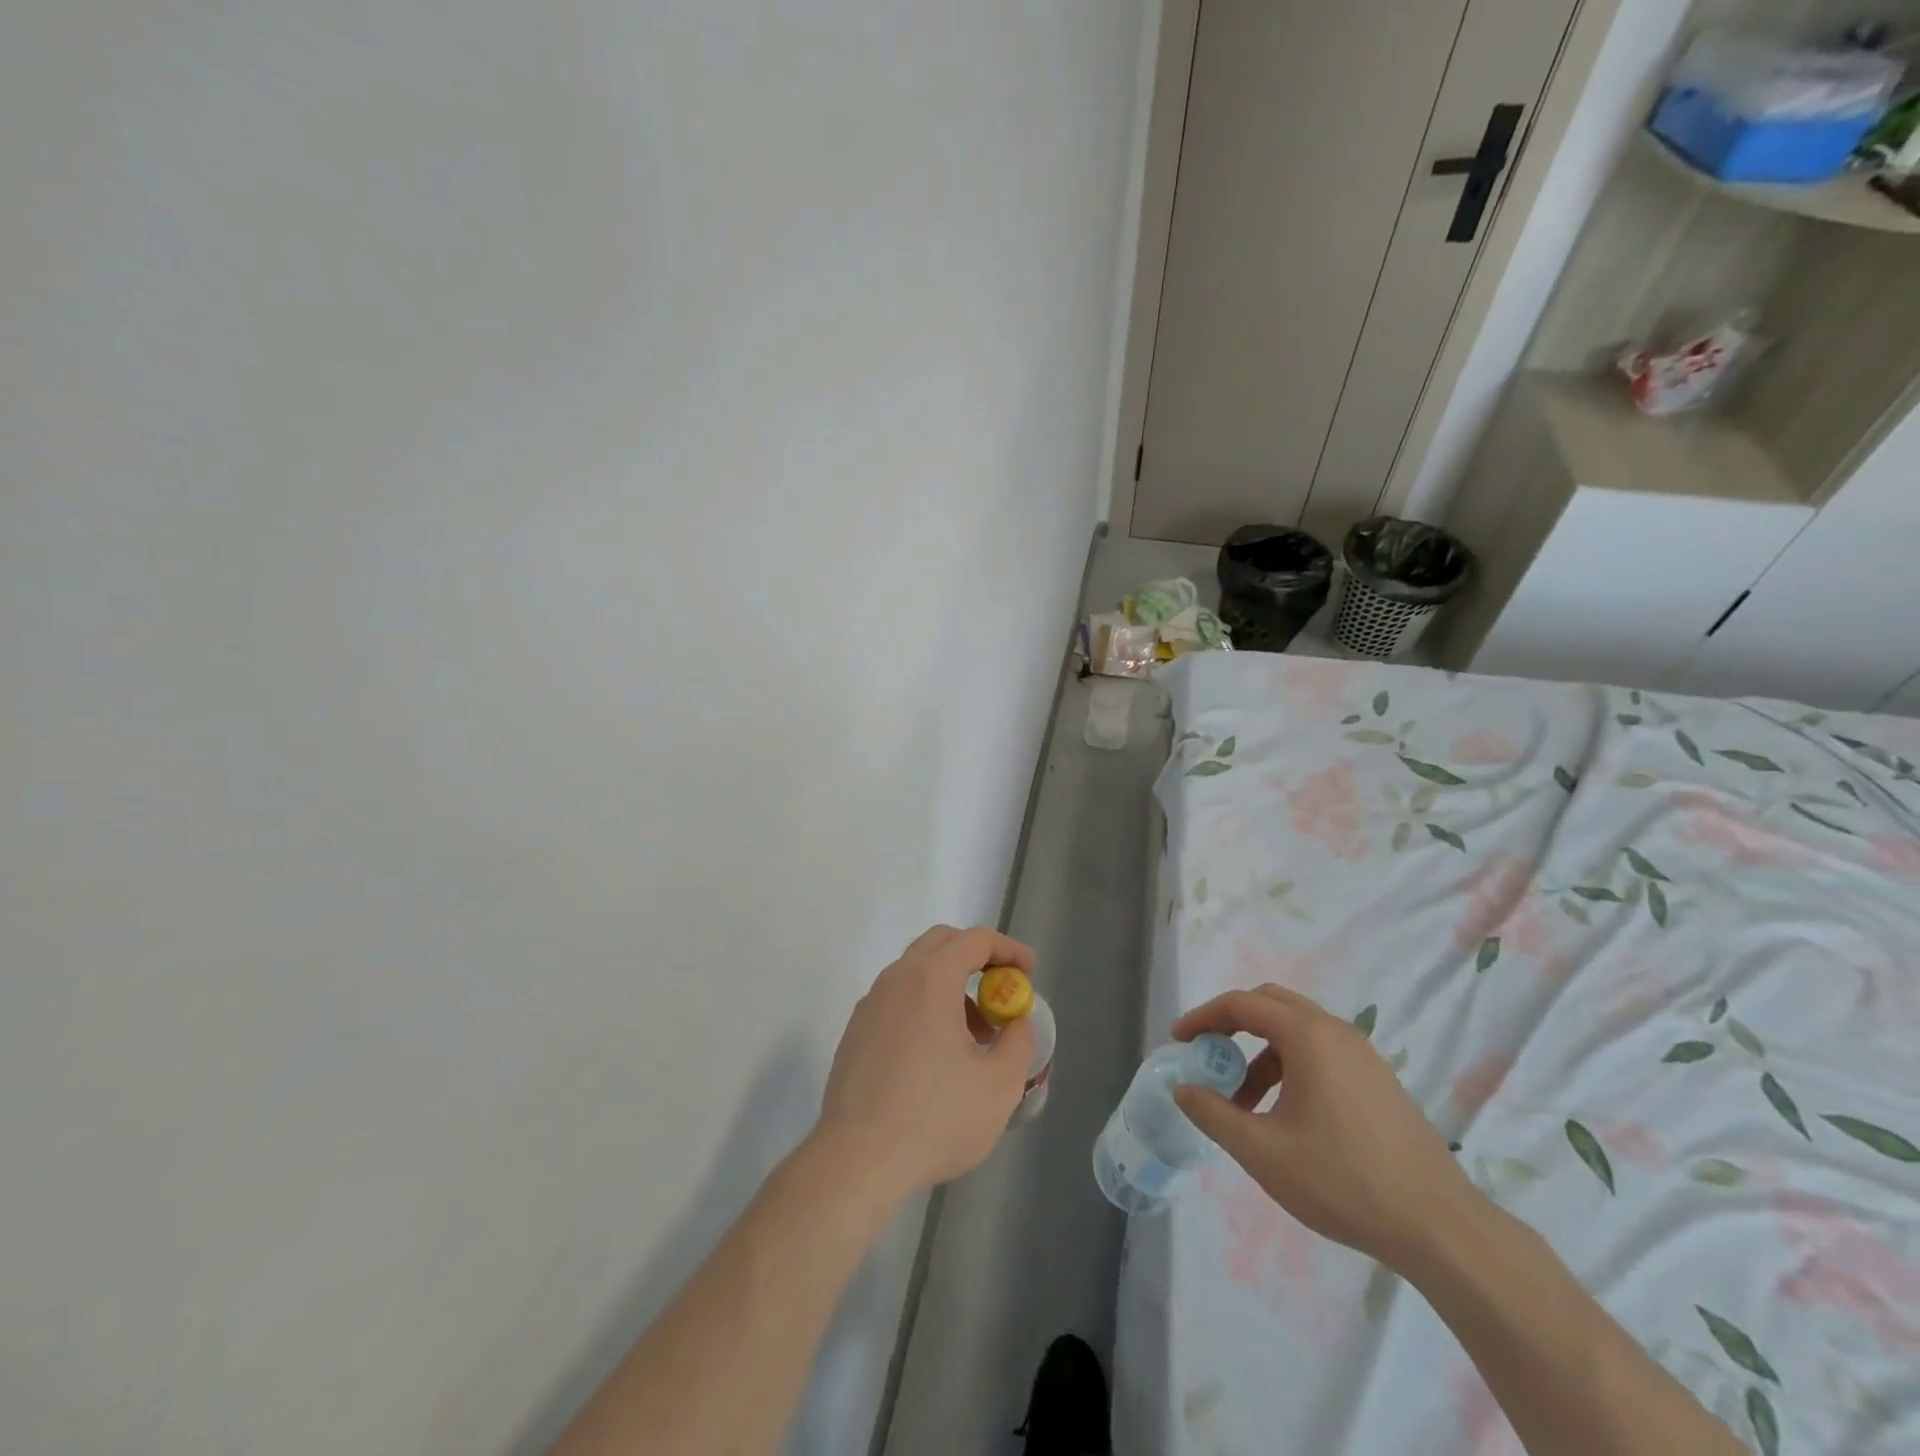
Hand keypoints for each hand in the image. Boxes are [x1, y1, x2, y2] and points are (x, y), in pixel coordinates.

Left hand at [813, 925, 1036, 1205]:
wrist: (856, 1161)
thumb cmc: (934, 1118)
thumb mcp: (998, 1085)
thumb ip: (1018, 1042)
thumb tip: (1016, 1022)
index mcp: (931, 979)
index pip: (975, 939)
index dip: (1009, 949)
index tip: (1029, 972)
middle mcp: (896, 979)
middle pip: (941, 943)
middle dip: (977, 958)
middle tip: (1000, 992)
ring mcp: (870, 1005)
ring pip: (916, 972)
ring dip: (950, 986)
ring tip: (974, 1035)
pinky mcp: (855, 1032)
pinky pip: (897, 1000)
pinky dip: (924, 1006)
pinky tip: (937, 1055)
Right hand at [1170, 984, 1483, 1271]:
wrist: (1439, 1228)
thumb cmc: (1343, 1180)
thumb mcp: (1263, 1151)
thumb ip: (1214, 1113)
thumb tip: (1183, 1089)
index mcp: (1308, 1036)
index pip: (1242, 1004)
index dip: (1203, 1017)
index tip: (1179, 1041)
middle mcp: (1336, 1031)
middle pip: (1271, 1004)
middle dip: (1232, 1024)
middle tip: (1207, 1056)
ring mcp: (1363, 1055)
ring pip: (1297, 1030)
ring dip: (1260, 1052)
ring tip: (1243, 1103)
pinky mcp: (1379, 1080)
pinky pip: (1321, 1052)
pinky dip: (1290, 1066)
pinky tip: (1285, 1114)